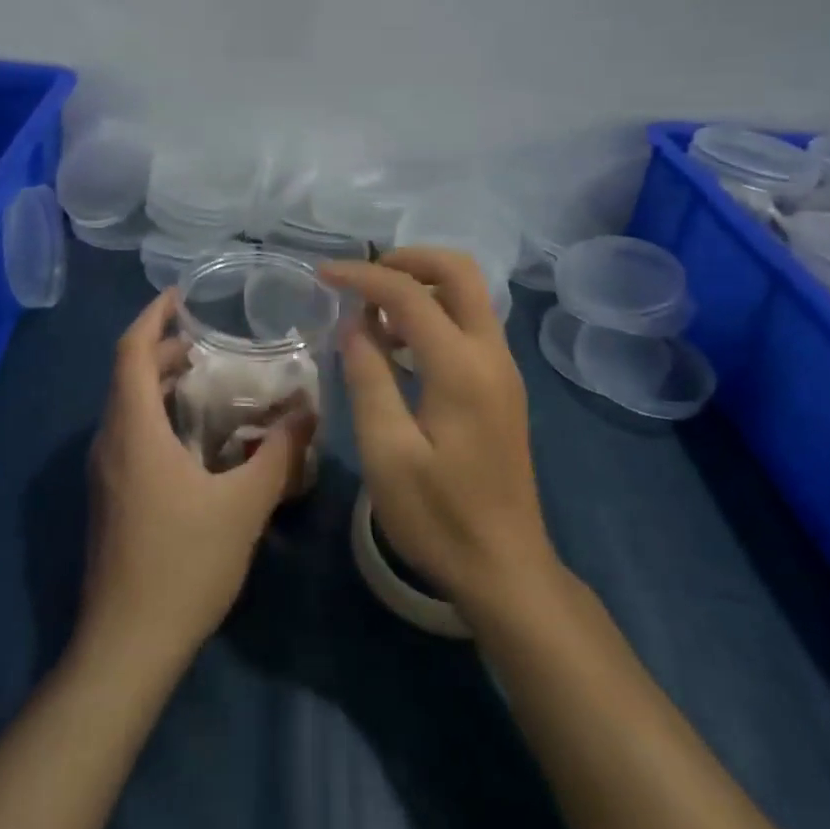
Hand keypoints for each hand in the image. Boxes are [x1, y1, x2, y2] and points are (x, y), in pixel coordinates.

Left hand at [78, 290, 313, 669]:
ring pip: (127, 406)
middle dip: (164, 349)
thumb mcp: (244, 505)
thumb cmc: (183, 564)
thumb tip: (308, 413)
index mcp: (134, 429)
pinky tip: (195, 438)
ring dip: (159, 383)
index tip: (181, 295)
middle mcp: (110, 441)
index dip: (153, 316)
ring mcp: (104, 472)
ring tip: (207, 381)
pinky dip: (156, 414)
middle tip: (210, 342)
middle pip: (128, 374)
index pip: (131, 351)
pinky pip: (129, 433)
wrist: (125, 646)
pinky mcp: (109, 497)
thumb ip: (279, 455)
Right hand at [319, 249, 557, 623]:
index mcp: (461, 367)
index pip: (410, 294)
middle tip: (362, 277)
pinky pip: (470, 323)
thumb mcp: (387, 452)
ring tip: (372, 312)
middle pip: (459, 271)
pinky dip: (434, 313)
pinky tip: (399, 345)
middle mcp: (491, 354)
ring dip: (421, 286)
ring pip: (468, 294)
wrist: (506, 569)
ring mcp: (503, 369)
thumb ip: (368, 378)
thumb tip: (355, 322)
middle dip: (408, 259)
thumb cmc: (439, 517)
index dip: (363, 275)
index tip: (323, 274)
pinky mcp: (502, 386)